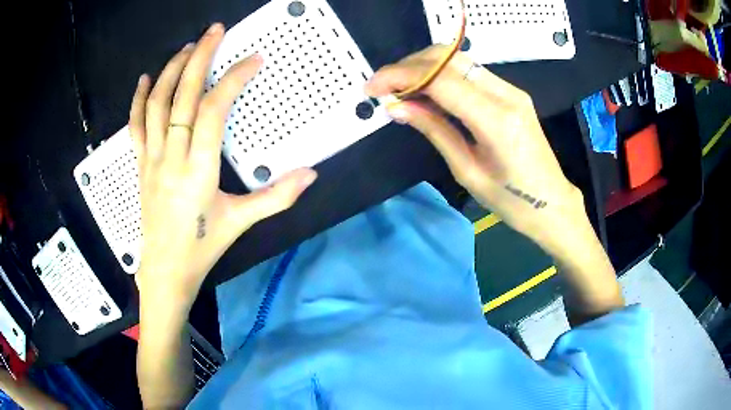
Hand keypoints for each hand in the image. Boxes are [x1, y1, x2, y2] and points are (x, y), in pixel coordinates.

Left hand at [129, 23, 316, 311]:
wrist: (166, 270)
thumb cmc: (203, 247)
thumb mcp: (242, 223)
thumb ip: (277, 197)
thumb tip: (312, 174)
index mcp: (198, 171)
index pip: (213, 111)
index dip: (232, 80)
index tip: (252, 60)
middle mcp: (171, 158)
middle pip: (182, 96)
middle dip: (199, 57)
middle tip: (215, 31)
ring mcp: (151, 159)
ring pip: (156, 105)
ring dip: (171, 70)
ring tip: (188, 46)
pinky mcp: (140, 164)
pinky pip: (135, 126)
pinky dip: (138, 99)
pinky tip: (146, 78)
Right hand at [366, 46, 582, 248]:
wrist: (551, 203)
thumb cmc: (511, 200)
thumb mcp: (467, 170)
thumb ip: (434, 130)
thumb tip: (397, 106)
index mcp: (496, 120)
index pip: (440, 80)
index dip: (400, 76)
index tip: (373, 87)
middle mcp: (506, 94)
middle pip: (448, 58)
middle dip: (408, 66)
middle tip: (384, 87)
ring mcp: (511, 89)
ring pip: (458, 59)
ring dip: (424, 66)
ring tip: (401, 89)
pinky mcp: (511, 92)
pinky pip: (470, 71)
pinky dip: (442, 74)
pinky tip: (428, 91)